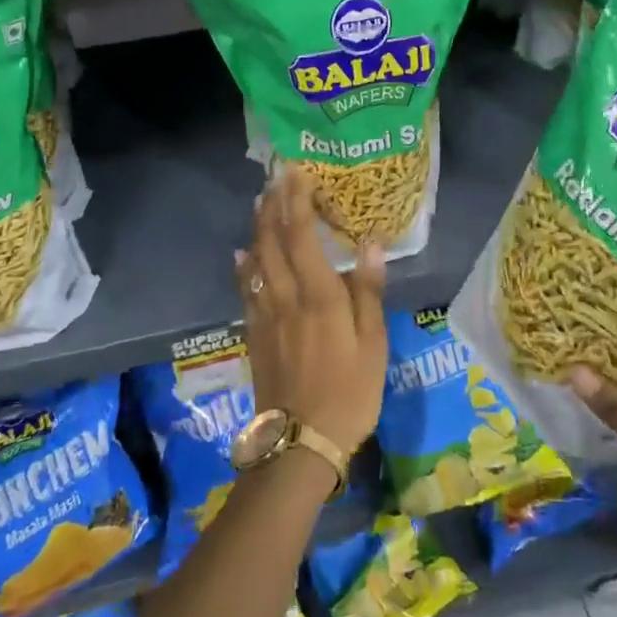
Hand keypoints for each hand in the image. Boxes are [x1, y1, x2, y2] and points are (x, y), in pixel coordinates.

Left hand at [237, 167, 388, 456]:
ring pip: (255, 262)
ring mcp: (265, 317)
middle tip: (274, 181)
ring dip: (257, 229)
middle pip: (271, 241)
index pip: (302, 235)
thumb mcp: (373, 344)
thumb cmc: (349, 393)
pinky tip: (243, 257)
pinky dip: (244, 267)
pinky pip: (246, 291)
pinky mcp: (254, 335)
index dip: (296, 201)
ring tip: (260, 205)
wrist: (300, 442)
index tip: (296, 173)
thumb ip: (369, 292)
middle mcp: (286, 297)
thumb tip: (371, 244)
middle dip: (271, 206)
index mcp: (319, 296)